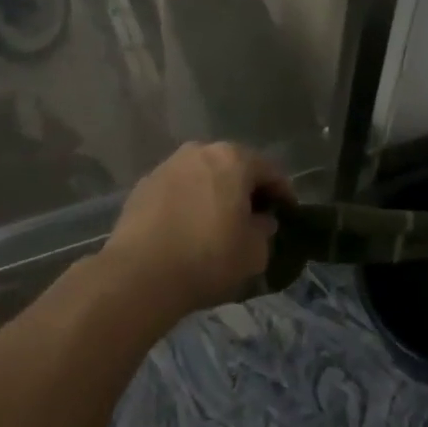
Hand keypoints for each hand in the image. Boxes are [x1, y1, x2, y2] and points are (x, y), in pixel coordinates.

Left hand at [100, 142, 293, 316]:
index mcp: (233, 159)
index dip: (283, 193)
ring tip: (218, 222)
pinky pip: (177, 190)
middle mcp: (199, 152)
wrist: (140, 274)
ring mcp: (167, 166)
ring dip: (214, 193)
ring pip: (202, 175)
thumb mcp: (254, 252)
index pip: (269, 171)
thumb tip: (260, 220)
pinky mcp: (143, 186)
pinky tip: (188, 227)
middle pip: (232, 166)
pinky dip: (188, 202)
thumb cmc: (208, 258)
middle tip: (254, 215)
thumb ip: (264, 230)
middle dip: (245, 188)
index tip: (288, 213)